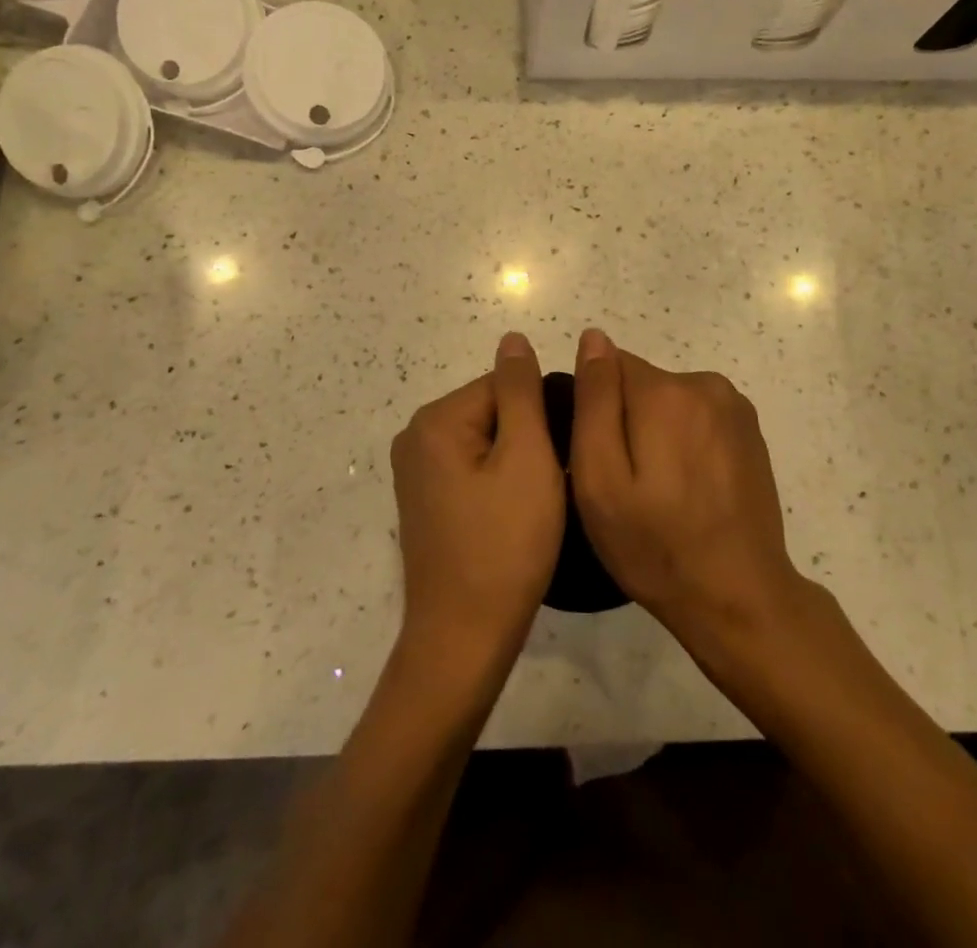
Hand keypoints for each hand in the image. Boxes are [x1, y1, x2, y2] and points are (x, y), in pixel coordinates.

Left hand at [389, 333, 564, 668]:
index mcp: (436, 419)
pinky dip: (497, 482)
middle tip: (552, 484)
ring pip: (485, 442)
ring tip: (537, 503)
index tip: (561, 457)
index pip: (504, 385)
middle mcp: (415, 436)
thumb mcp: (526, 458)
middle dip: (527, 438)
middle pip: (492, 411)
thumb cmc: (505, 545)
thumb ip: (521, 391)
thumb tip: (513, 338)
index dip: (542, 416)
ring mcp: (415, 471)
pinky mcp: (423, 501)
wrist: (464, 638)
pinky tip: (513, 516)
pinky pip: (471, 469)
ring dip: (516, 462)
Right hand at [569, 329, 810, 658]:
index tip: (599, 457)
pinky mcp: (750, 431)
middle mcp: (704, 383)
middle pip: (640, 383)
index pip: (608, 368)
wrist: (739, 597)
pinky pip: (697, 417)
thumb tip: (593, 338)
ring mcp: (734, 406)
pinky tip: (689, 489)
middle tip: (626, 483)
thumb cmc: (656, 545)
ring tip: (658, 490)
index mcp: (666, 392)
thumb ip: (594, 401)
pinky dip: (685, 441)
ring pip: (669, 401)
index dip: (594, 410)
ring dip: (656, 431)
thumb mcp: (600, 479)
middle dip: (626, 420)